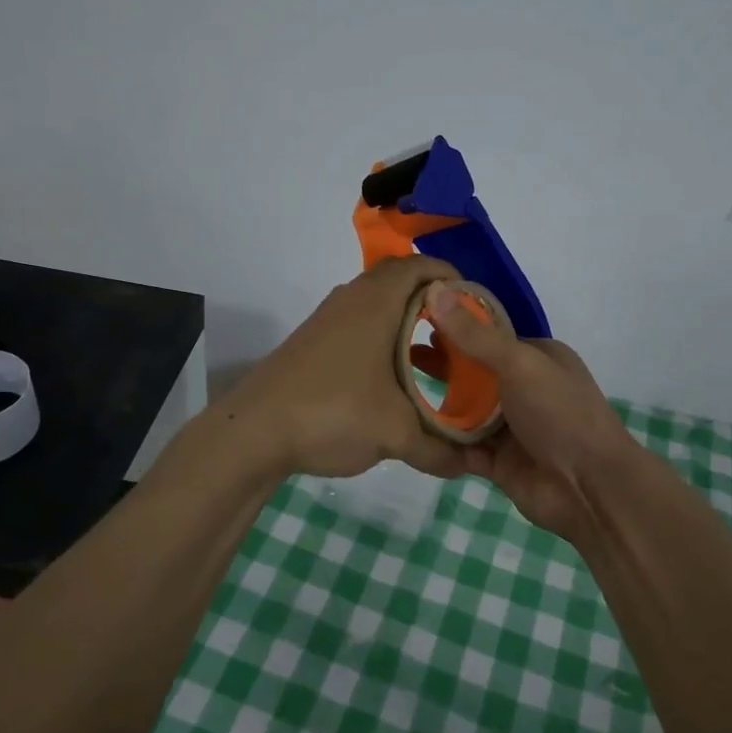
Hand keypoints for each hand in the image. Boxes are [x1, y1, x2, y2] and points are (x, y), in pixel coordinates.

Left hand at [221, 257, 470, 480]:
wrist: (253, 432)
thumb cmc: (333, 412)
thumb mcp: (395, 433)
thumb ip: (440, 448)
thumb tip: (472, 466)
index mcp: (377, 302)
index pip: (422, 266)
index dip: (454, 278)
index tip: (478, 307)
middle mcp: (352, 299)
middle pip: (402, 283)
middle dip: (436, 304)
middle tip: (462, 334)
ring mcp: (329, 320)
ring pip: (379, 307)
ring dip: (409, 325)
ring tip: (437, 360)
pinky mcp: (314, 343)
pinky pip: (361, 326)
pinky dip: (386, 341)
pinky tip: (396, 381)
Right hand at [420, 283, 637, 544]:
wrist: (590, 488)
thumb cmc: (561, 413)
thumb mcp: (519, 364)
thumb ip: (475, 335)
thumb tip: (435, 290)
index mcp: (537, 356)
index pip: (489, 334)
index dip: (454, 326)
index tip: (414, 319)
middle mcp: (523, 387)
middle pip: (473, 371)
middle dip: (439, 363)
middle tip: (394, 354)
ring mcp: (510, 426)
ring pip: (464, 409)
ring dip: (434, 401)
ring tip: (391, 389)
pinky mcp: (496, 460)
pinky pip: (460, 445)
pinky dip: (439, 440)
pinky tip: (405, 428)